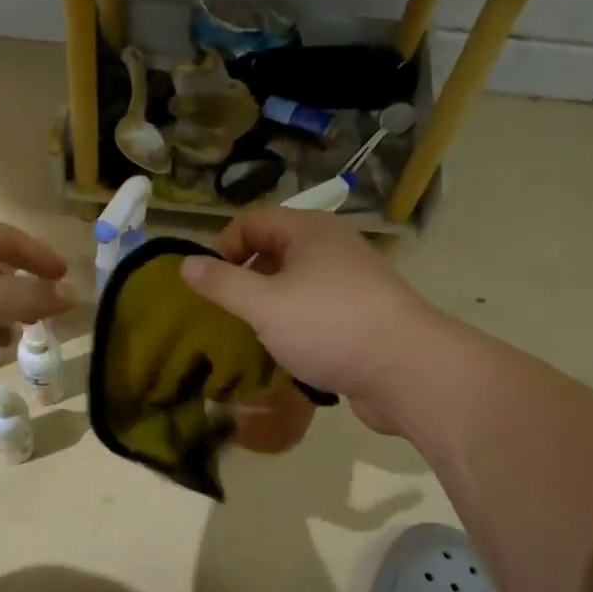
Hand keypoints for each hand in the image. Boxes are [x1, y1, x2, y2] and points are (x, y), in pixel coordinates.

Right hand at [180, 209, 443, 431]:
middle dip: (246, 278)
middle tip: (228, 314)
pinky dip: (297, 326)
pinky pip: (317, 311)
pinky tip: (289, 353)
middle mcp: (332, 248)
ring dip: (270, 306)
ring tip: (254, 336)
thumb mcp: (264, 304)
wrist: (407, 370)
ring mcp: (351, 283)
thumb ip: (222, 284)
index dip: (224, 247)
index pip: (251, 221)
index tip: (211, 286)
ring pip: (296, 284)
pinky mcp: (362, 316)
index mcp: (309, 231)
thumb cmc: (329, 326)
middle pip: (274, 250)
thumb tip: (185, 263)